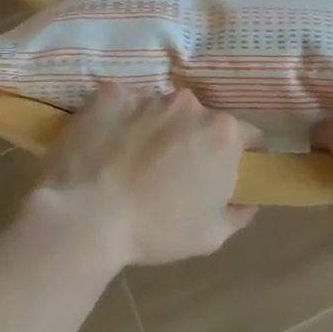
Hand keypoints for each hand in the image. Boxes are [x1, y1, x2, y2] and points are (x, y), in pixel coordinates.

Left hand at [32, 84, 257, 267]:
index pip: (248, 135)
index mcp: (222, 133)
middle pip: (200, 120)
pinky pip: (122, 104)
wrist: (84, 218)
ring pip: (161, 110)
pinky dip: (119, 121)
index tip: (225, 173)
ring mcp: (148, 96)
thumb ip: (238, 213)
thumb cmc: (155, 230)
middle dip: (193, 140)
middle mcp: (190, 104)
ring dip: (155, 129)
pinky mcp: (110, 95)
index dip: (241, 155)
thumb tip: (247, 200)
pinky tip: (106, 148)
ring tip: (131, 162)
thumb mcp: (211, 236)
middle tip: (172, 172)